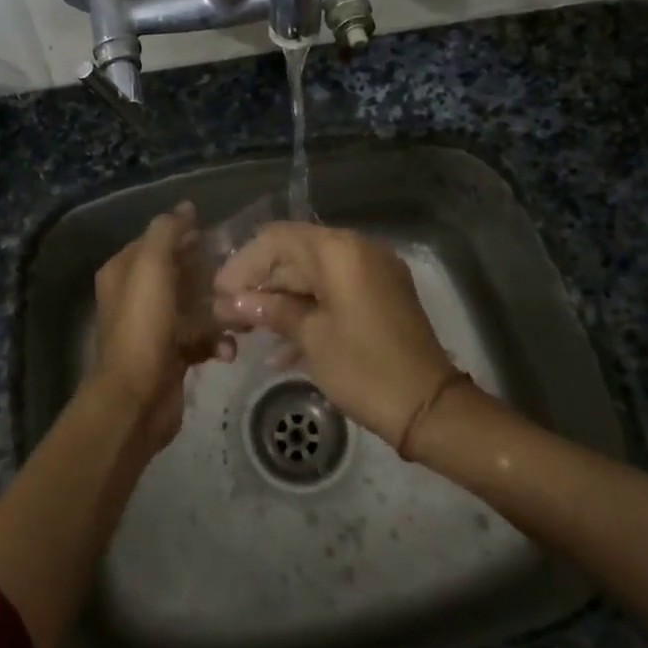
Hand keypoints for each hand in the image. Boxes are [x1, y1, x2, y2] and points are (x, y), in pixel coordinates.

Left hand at [87, 202, 220, 450]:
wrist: (137, 398)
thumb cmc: (143, 325)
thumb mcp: (152, 266)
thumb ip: (167, 232)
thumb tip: (185, 207)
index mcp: (124, 271)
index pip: (157, 240)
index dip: (185, 235)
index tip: (218, 236)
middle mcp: (135, 296)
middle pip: (178, 272)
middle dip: (208, 273)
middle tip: (238, 274)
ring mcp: (153, 327)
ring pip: (193, 306)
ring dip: (218, 309)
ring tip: (240, 314)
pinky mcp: (171, 355)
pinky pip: (199, 338)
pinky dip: (216, 341)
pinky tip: (228, 348)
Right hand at [212, 223, 456, 445]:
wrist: (430, 408)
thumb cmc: (364, 368)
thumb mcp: (312, 338)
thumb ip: (271, 310)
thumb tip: (231, 301)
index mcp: (340, 251)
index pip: (277, 239)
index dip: (243, 262)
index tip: (218, 291)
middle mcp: (358, 250)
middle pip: (295, 254)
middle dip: (260, 282)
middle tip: (227, 312)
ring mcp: (372, 274)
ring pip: (313, 276)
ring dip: (280, 299)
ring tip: (245, 329)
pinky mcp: (379, 298)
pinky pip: (334, 294)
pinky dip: (308, 311)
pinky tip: (279, 349)